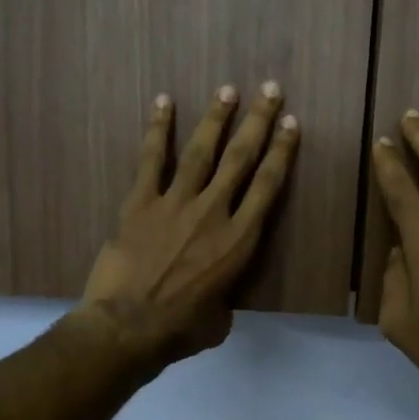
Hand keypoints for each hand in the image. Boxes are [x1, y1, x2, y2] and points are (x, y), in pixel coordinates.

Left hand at [74, 82, 298, 372]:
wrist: (127, 327)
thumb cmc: (180, 330)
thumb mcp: (220, 319)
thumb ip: (224, 295)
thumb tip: (216, 294)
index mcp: (240, 242)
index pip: (268, 186)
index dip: (282, 152)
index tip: (291, 124)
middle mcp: (214, 213)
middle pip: (241, 158)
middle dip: (258, 121)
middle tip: (269, 89)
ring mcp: (175, 203)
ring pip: (201, 151)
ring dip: (216, 118)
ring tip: (227, 89)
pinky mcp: (140, 203)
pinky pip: (151, 159)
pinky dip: (158, 129)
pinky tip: (164, 102)